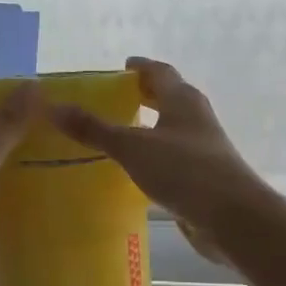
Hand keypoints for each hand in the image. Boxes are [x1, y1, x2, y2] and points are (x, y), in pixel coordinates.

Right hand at [49, 57, 274, 264]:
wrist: (233, 218)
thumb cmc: (185, 171)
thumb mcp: (133, 147)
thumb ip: (94, 129)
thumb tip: (52, 107)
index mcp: (183, 100)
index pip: (160, 72)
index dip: (140, 67)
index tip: (119, 67)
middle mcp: (196, 118)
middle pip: (168, 98)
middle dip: (143, 96)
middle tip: (111, 100)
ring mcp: (202, 149)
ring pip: (170, 129)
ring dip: (148, 128)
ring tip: (115, 135)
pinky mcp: (202, 177)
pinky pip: (172, 158)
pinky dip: (153, 157)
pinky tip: (134, 171)